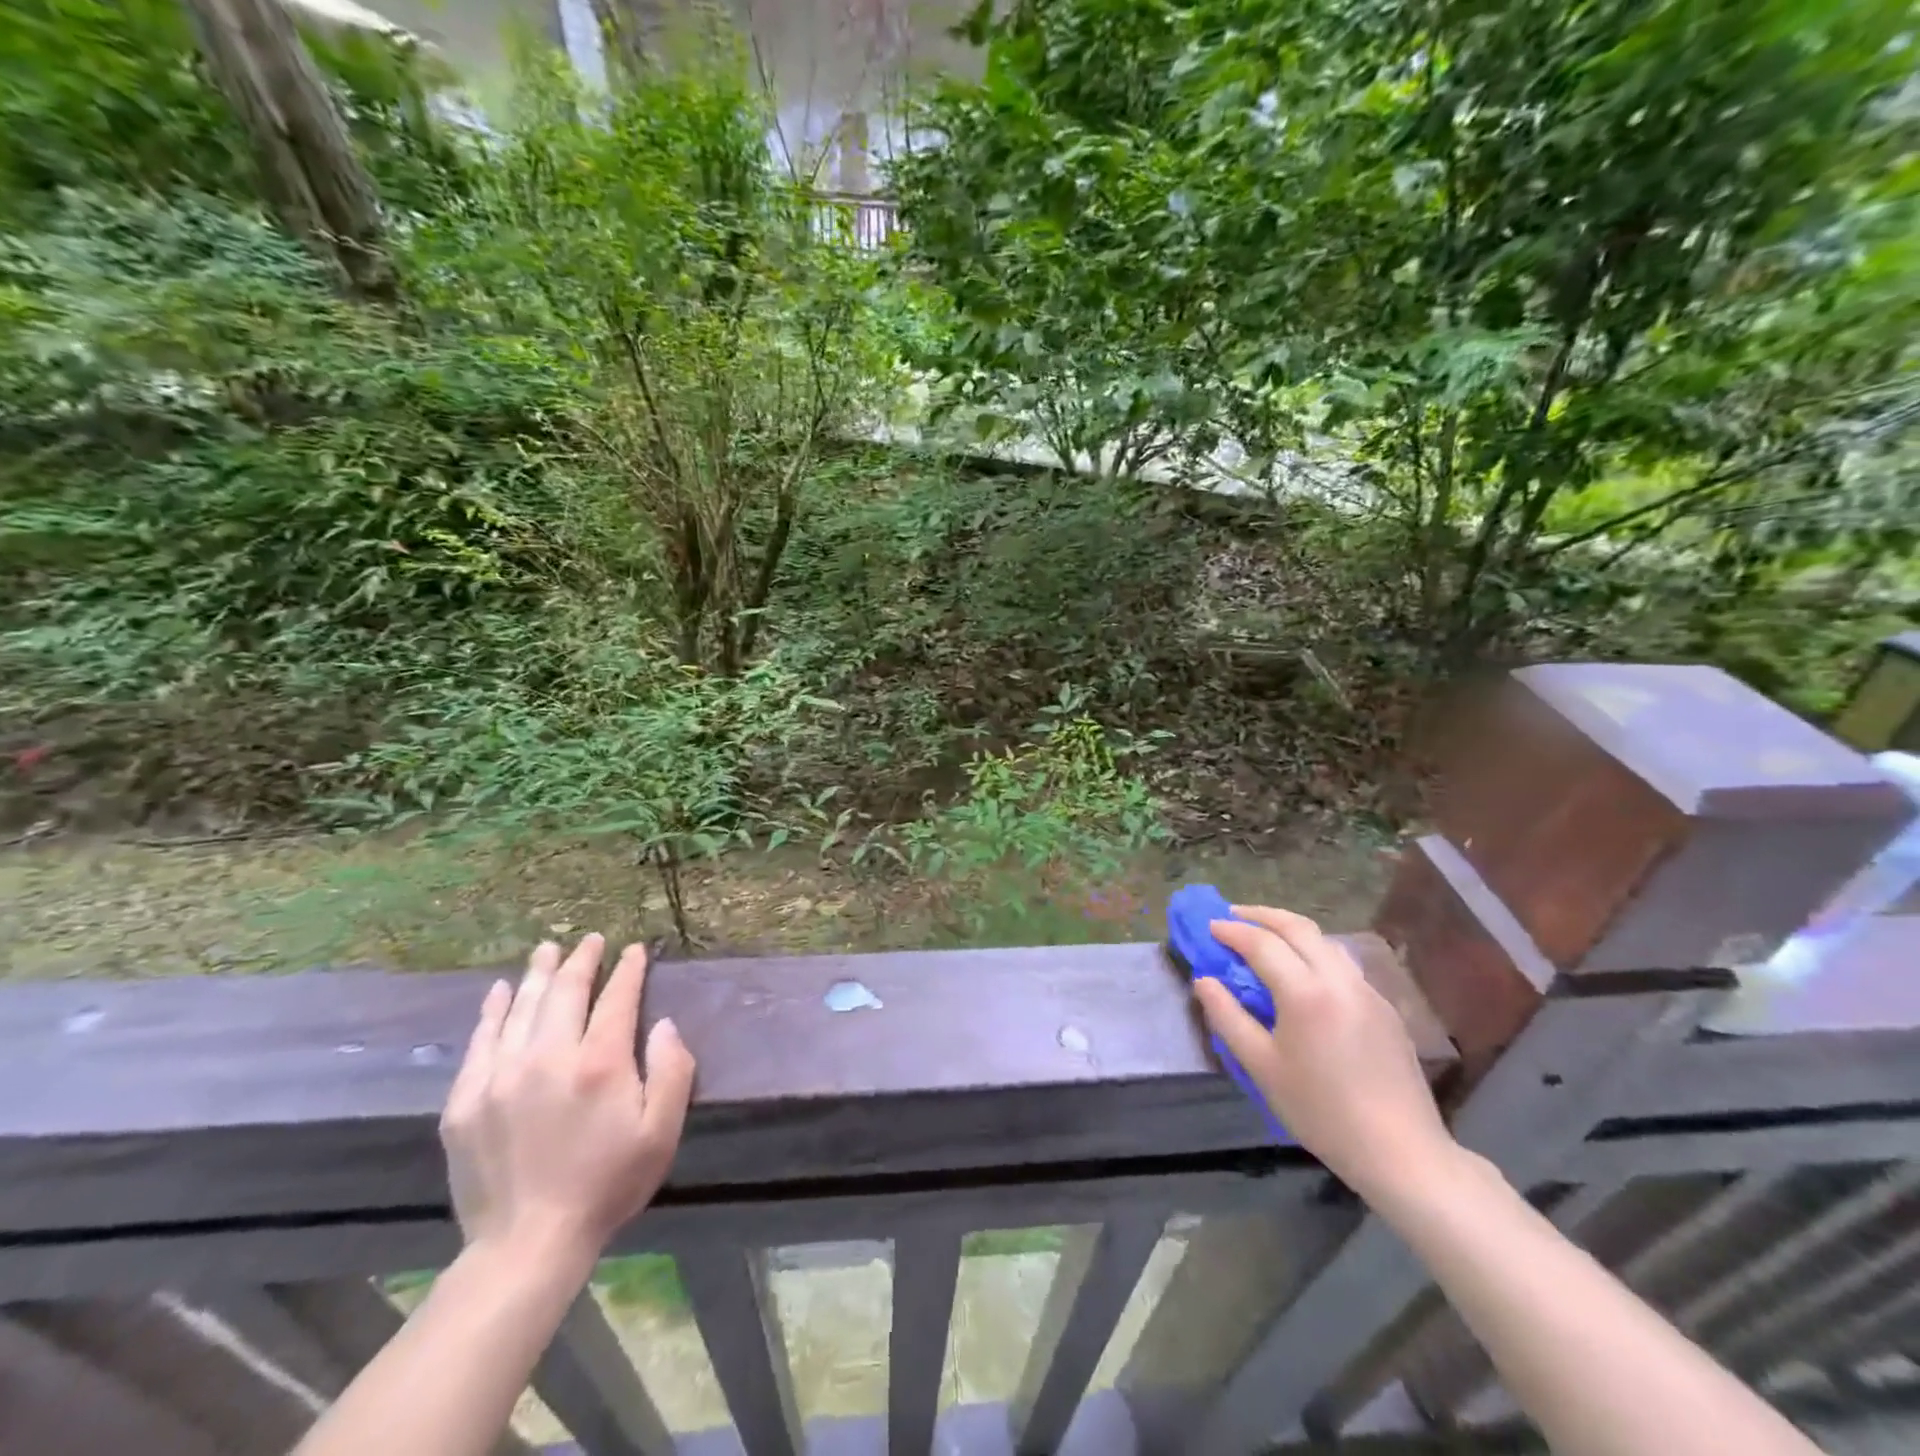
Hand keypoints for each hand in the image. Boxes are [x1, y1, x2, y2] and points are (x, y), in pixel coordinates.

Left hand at [440, 935, 695, 1272]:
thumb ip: (672, 1071)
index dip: (628, 970)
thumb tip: (664, 1023)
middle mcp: (548, 1057)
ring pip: (522, 1008)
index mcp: (600, 1064)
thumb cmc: (606, 1185)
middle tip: (590, 940)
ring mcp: (501, 1076)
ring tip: (547, 950)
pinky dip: (493, 1010)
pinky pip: (480, 1041)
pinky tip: (501, 991)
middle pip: (566, 992)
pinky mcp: (466, 1100)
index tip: (635, 951)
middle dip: (582, 961)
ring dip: (539, 974)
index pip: (617, 999)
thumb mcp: (661, 1133)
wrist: (526, 1245)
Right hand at [1193, 905, 1455, 1203]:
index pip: (1262, 943)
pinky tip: (1302, 972)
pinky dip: (1313, 952)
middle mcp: (1339, 980)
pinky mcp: (1384, 1007)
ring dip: (1290, 930)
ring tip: (1265, 936)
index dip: (1232, 931)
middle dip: (1261, 915)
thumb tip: (1204, 981)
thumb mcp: (1261, 1067)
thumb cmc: (1320, 1111)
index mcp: (1306, 993)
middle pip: (1298, 927)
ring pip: (1325, 941)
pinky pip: (1342, 963)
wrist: (1400, 1151)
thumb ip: (1228, 1017)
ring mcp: (1367, 991)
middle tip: (1232, 916)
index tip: (1209, 927)